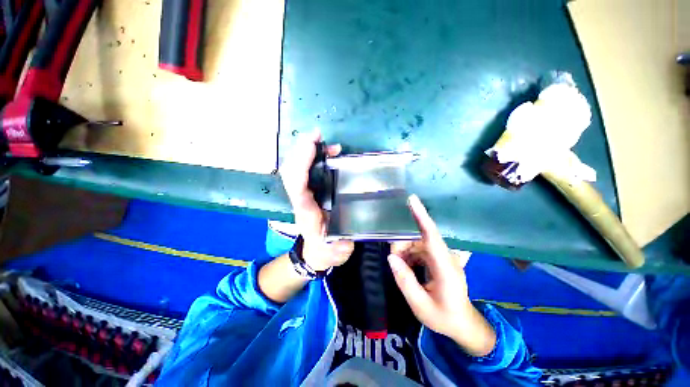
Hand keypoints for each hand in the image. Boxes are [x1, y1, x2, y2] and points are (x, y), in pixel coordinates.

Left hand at [279, 130, 353, 271]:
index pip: (298, 187)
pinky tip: (328, 153)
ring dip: (307, 152)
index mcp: (307, 214)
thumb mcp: (336, 253)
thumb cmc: (327, 251)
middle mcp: (301, 201)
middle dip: (301, 151)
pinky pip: (306, 171)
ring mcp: (304, 195)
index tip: (313, 145)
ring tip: (323, 141)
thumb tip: (345, 239)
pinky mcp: (310, 192)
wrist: (317, 252)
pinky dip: (313, 158)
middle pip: (292, 173)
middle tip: (317, 135)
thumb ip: (339, 248)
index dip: (302, 165)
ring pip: (297, 170)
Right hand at [388, 195, 495, 355]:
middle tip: (395, 264)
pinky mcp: (438, 258)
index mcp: (445, 267)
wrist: (463, 323)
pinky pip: (419, 249)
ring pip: (416, 243)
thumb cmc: (444, 317)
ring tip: (401, 270)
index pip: (431, 235)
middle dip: (402, 246)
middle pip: (418, 239)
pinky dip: (409, 256)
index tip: (412, 200)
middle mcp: (445, 256)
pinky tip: (407, 268)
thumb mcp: (421, 306)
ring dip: (404, 253)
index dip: (421, 216)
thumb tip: (391, 257)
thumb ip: (405, 281)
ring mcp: (443, 256)